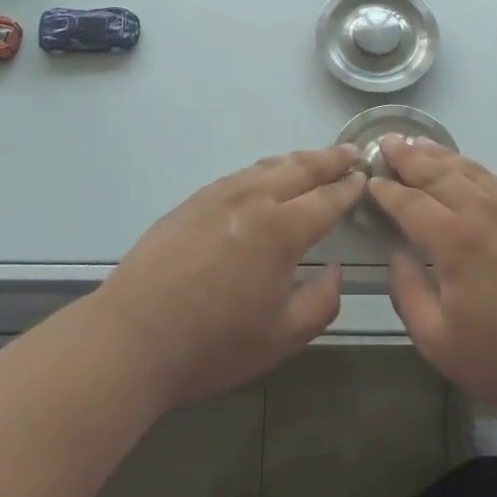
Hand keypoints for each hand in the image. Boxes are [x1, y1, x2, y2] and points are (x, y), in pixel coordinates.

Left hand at [95, 147, 365, 411]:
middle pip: (299, 168)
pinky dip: (264, 170)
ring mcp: (218, 196)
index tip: (365, 177)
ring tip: (315, 159)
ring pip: (267, 166)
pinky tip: (265, 178)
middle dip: (329, 159)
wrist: (132, 338)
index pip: (326, 199)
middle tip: (351, 152)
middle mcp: (253, 200)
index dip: (349, 188)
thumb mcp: (282, 338)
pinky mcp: (192, 202)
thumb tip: (335, 270)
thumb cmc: (213, 345)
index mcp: (281, 230)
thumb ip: (321, 302)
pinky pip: (239, 175)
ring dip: (297, 160)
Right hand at [370, 138, 496, 431]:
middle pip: (437, 173)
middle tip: (384, 142)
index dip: (385, 191)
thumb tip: (396, 254)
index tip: (367, 180)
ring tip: (415, 143)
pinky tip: (462, 167)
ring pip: (467, 169)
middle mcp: (483, 212)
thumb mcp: (439, 341)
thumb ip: (407, 292)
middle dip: (407, 157)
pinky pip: (494, 178)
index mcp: (455, 240)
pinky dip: (470, 166)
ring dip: (437, 154)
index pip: (409, 202)